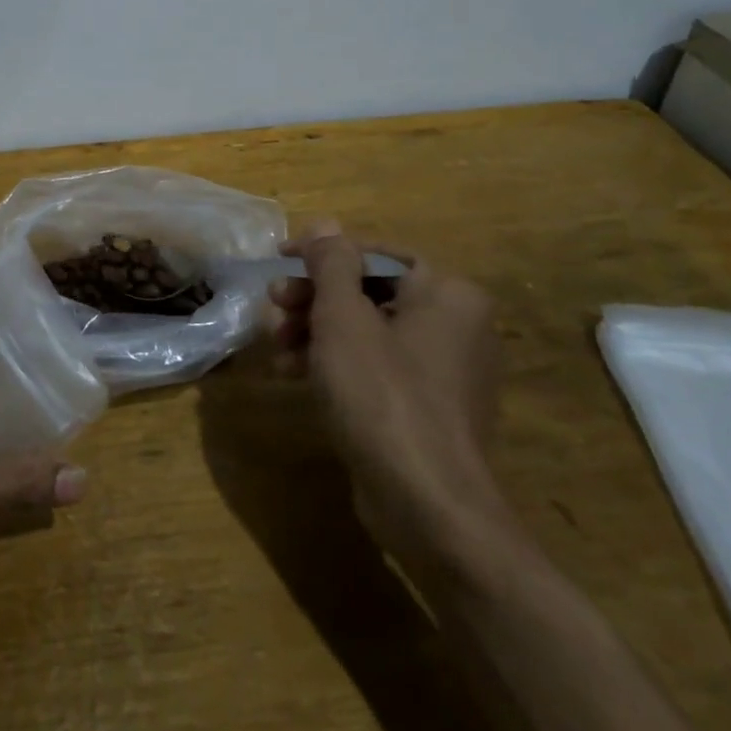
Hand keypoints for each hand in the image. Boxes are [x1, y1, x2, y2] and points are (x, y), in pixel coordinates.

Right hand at [272, 221, 514, 578]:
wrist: (428, 507)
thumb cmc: (383, 395)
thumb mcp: (343, 318)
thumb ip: (331, 264)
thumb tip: (326, 223)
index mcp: (448, 294)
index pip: (375, 253)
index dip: (322, 253)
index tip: (279, 260)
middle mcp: (455, 325)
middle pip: (369, 291)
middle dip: (314, 298)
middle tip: (274, 306)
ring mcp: (443, 371)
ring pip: (367, 331)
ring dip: (315, 331)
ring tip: (276, 346)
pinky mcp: (426, 408)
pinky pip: (375, 367)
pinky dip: (335, 364)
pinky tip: (293, 374)